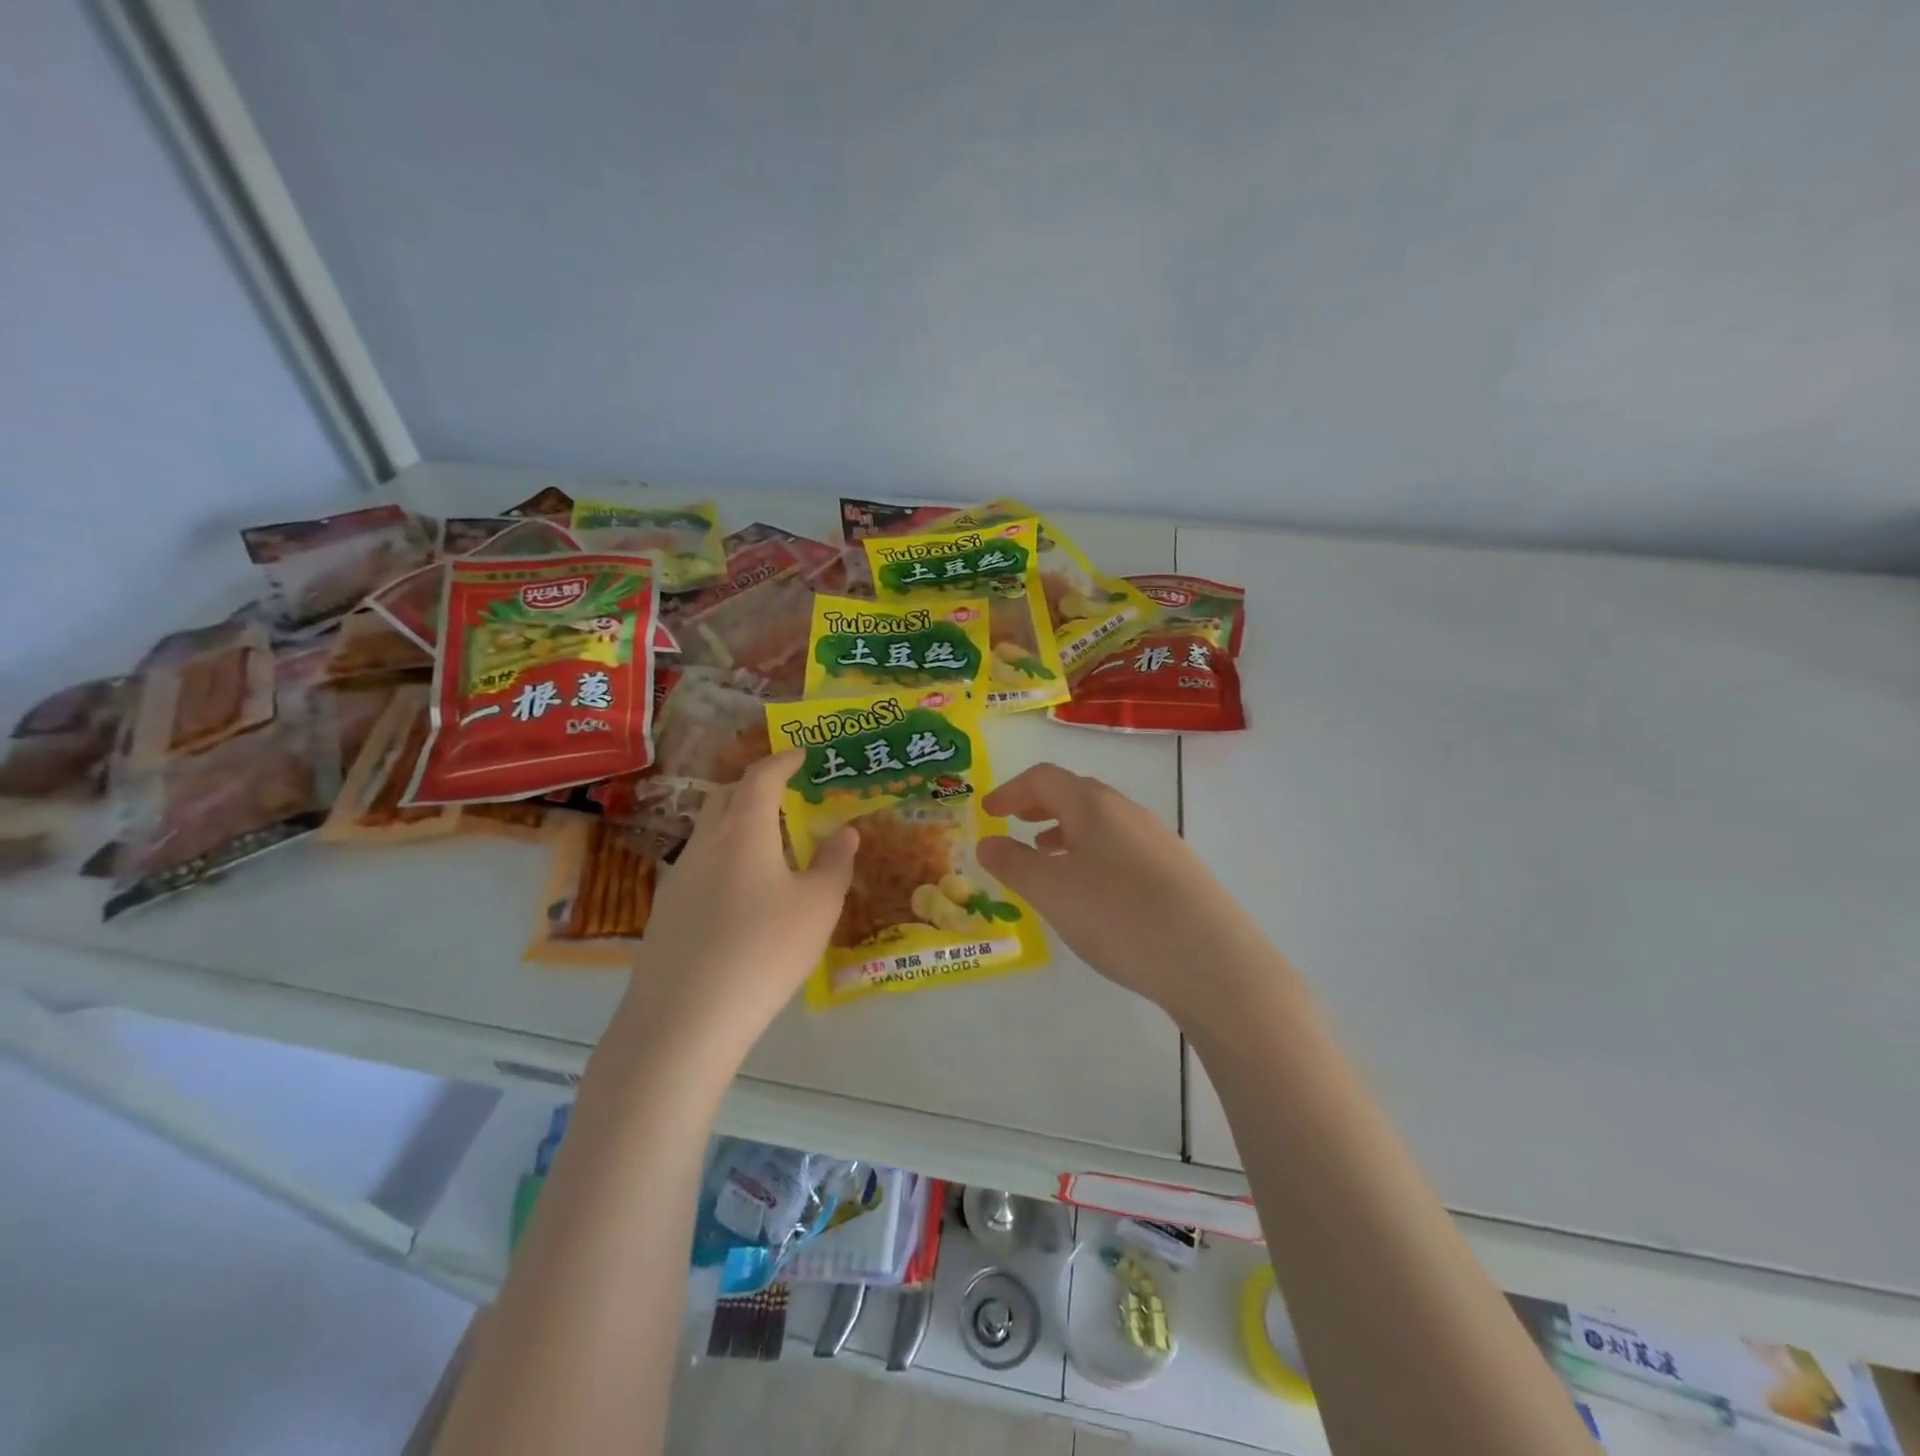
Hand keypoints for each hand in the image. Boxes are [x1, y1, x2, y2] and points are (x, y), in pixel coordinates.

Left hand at [617, 750, 856, 1067]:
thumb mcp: (818, 907)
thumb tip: (845, 832)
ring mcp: (679, 877)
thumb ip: (834, 863)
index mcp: (744, 831)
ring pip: (708, 831)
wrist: (684, 1018)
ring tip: (767, 844)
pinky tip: (740, 894)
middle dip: (755, 786)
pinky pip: (699, 865)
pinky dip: (724, 858)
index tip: (801, 754)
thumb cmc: (764, 950)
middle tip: (784, 793)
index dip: (782, 760)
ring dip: (737, 823)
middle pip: (726, 797)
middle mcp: (705, 843)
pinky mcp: (665, 910)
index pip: (760, 777)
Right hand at [977, 763, 1288, 1026]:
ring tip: (1047, 857)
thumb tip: (987, 842)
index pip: (1044, 778)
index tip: (989, 812)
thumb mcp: (1052, 892)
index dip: (1011, 791)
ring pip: (1101, 823)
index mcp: (1095, 806)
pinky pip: (1121, 848)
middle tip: (1014, 824)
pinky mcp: (1176, 871)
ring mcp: (1158, 841)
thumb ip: (1014, 864)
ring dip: (1066, 831)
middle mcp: (1128, 812)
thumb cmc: (1120, 916)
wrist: (1212, 962)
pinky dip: (1093, 854)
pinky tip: (1092, 891)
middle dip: (1039, 806)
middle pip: (1076, 794)